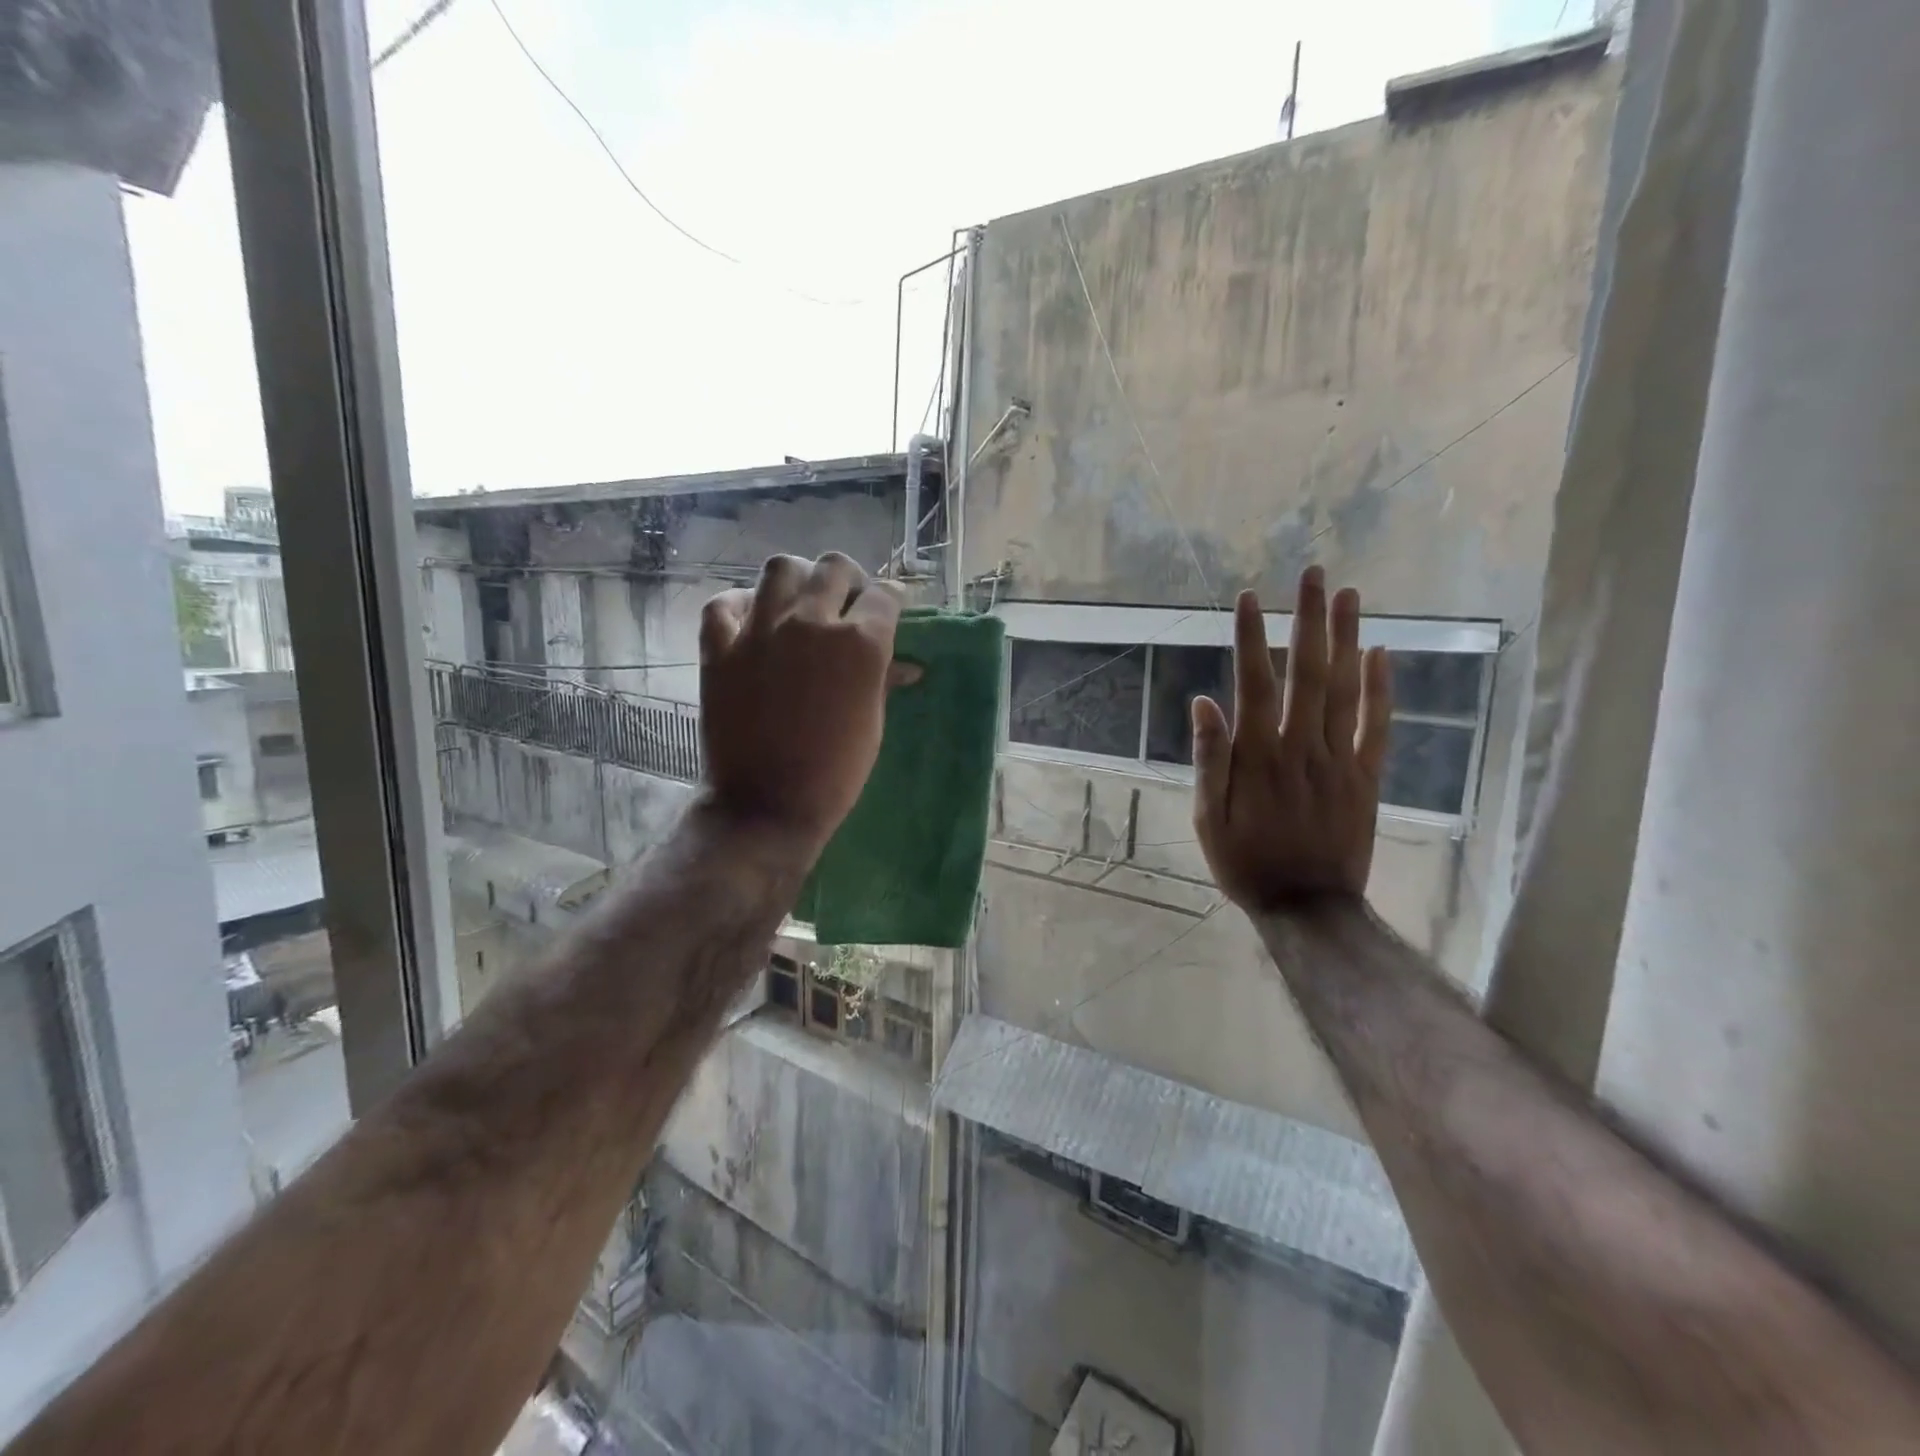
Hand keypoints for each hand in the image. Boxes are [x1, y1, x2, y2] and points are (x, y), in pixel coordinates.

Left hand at [698, 553, 912, 852]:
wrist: (767, 804)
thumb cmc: (835, 772)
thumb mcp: (872, 723)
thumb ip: (883, 679)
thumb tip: (907, 665)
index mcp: (860, 643)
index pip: (885, 595)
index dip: (891, 600)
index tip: (889, 608)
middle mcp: (811, 622)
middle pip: (834, 567)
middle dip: (849, 579)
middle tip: (846, 602)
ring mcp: (760, 630)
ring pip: (780, 568)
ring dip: (797, 578)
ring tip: (799, 602)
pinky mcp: (720, 648)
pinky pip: (724, 603)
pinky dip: (739, 605)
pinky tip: (751, 620)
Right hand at [1191, 567, 1392, 910]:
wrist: (1309, 908)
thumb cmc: (1247, 863)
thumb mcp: (1209, 818)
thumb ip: (1210, 759)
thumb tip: (1204, 702)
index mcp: (1258, 757)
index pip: (1254, 684)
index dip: (1251, 638)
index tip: (1249, 597)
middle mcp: (1302, 747)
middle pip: (1309, 673)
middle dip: (1309, 620)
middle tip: (1314, 574)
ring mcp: (1340, 760)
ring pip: (1346, 690)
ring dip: (1347, 639)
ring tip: (1348, 596)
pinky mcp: (1367, 778)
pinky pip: (1377, 727)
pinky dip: (1382, 690)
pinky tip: (1383, 654)